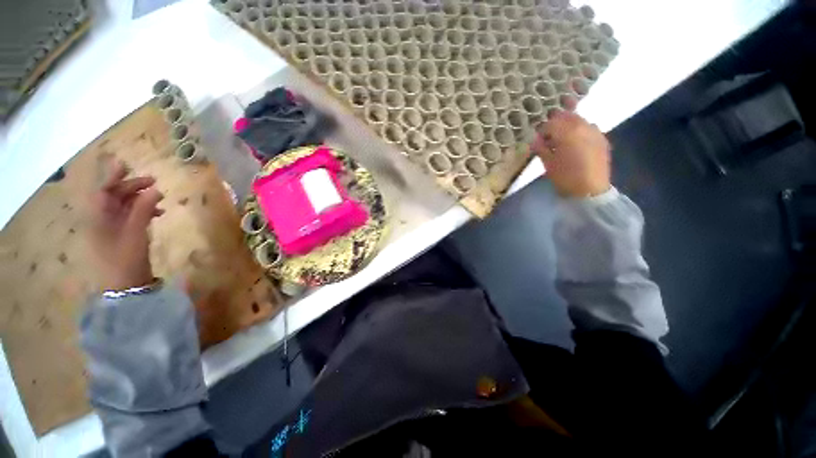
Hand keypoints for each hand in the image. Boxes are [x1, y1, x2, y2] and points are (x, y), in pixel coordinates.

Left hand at [87, 160, 163, 290]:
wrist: (124, 285)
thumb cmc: (125, 258)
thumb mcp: (135, 233)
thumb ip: (143, 209)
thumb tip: (155, 189)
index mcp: (97, 217)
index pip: (102, 190)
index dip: (112, 176)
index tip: (125, 163)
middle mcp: (100, 219)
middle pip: (113, 195)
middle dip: (131, 186)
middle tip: (153, 181)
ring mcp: (110, 228)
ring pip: (122, 205)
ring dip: (139, 198)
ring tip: (158, 196)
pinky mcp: (120, 235)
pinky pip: (129, 216)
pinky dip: (142, 211)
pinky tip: (157, 212)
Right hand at [531, 111, 611, 196]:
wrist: (590, 189)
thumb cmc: (565, 177)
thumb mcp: (548, 163)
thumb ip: (540, 148)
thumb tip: (535, 139)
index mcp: (568, 132)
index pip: (550, 123)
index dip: (541, 130)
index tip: (537, 140)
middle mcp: (583, 126)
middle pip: (566, 116)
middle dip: (555, 123)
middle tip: (548, 136)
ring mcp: (595, 131)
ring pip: (578, 120)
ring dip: (568, 125)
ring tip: (562, 139)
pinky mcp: (602, 138)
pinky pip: (588, 127)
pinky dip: (579, 130)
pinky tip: (576, 142)